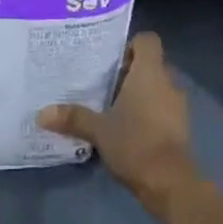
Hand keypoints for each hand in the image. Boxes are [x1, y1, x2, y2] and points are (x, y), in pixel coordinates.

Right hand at [39, 33, 199, 219]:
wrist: (170, 183)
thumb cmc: (135, 143)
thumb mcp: (98, 130)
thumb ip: (73, 118)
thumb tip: (41, 113)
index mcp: (150, 72)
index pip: (147, 40)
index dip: (130, 45)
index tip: (110, 60)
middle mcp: (168, 82)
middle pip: (150, 64)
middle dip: (129, 72)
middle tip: (103, 83)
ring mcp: (178, 105)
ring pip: (157, 87)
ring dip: (139, 93)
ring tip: (112, 106)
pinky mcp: (181, 126)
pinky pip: (163, 107)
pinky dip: (149, 112)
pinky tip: (128, 127)